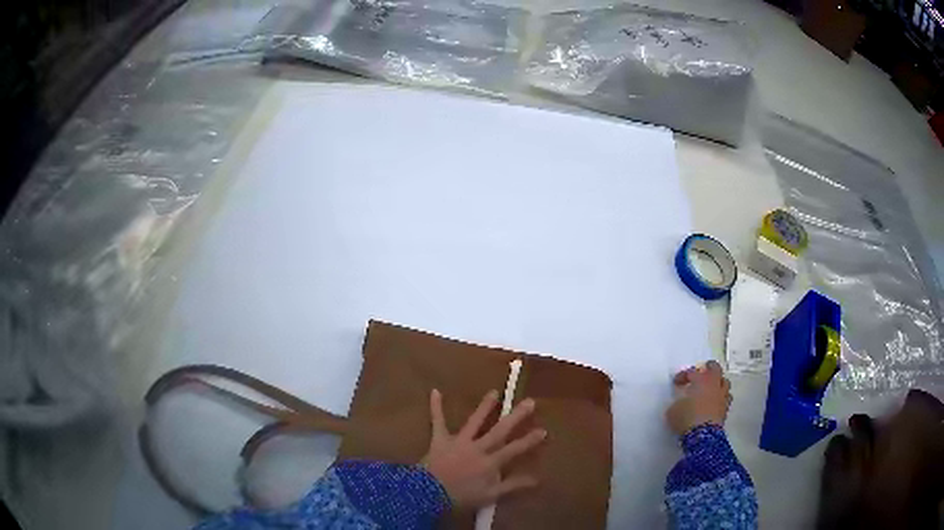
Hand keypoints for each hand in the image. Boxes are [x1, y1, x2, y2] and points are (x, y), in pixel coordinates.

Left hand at [421, 389, 546, 509]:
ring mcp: (459, 441)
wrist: (428, 494)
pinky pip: (438, 421)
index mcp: (490, 462)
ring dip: (485, 406)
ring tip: (494, 392)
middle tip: (530, 401)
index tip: (543, 430)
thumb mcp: (491, 496)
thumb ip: (513, 486)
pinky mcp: (440, 439)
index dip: (529, 440)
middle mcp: (478, 447)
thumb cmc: (461, 497)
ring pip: (475, 421)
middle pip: (500, 430)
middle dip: (516, 416)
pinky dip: (436, 407)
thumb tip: (537, 479)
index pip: (514, 449)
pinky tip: (435, 391)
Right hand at [665, 360, 731, 435]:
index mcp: (700, 380)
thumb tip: (680, 403)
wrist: (702, 435)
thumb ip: (677, 402)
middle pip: (715, 368)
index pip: (691, 371)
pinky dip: (721, 397)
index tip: (676, 383)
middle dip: (708, 368)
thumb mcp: (673, 410)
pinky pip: (726, 397)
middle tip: (702, 371)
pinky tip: (715, 402)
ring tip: (711, 387)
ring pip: (724, 382)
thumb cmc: (686, 418)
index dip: (683, 375)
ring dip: (718, 382)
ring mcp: (722, 395)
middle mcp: (713, 384)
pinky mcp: (726, 408)